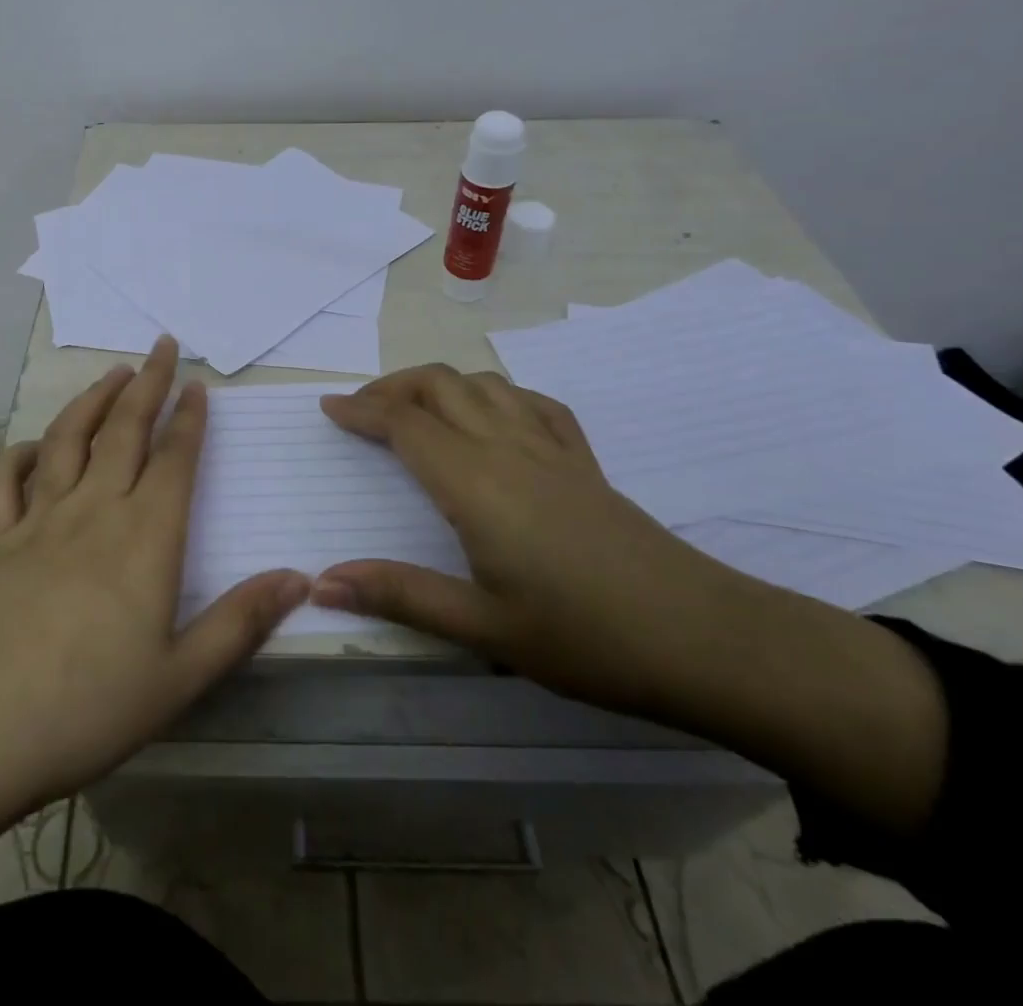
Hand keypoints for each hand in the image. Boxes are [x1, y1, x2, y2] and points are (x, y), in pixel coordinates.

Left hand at [0, 336, 310, 816]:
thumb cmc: (89, 708)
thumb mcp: (181, 677)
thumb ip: (241, 621)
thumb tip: (300, 577)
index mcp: (144, 538)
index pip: (174, 459)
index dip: (189, 418)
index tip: (198, 385)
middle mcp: (93, 512)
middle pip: (124, 430)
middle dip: (148, 383)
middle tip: (162, 345)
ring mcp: (37, 522)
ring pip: (67, 440)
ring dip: (92, 399)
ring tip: (114, 372)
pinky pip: (5, 483)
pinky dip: (20, 455)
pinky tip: (34, 447)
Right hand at [316, 364, 948, 836]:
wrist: (702, 638)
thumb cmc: (584, 638)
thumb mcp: (482, 628)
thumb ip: (400, 595)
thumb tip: (321, 582)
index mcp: (475, 484)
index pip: (405, 424)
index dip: (363, 410)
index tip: (329, 407)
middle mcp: (508, 448)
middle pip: (440, 386)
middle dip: (392, 387)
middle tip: (361, 409)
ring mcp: (551, 448)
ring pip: (484, 385)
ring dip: (440, 384)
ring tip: (415, 409)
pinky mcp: (584, 460)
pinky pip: (533, 403)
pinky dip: (497, 394)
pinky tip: (494, 417)